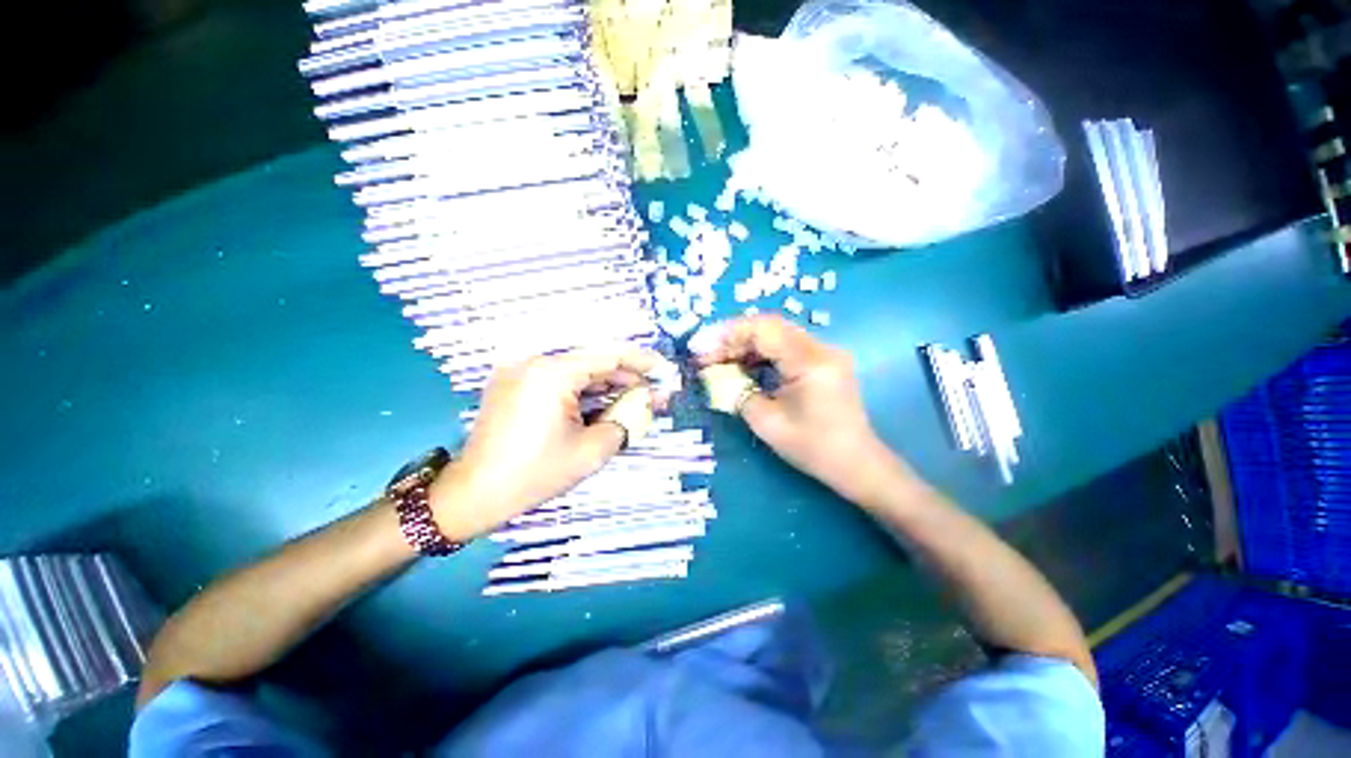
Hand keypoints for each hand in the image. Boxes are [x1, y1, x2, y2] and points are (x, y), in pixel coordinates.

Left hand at [429, 347, 673, 540]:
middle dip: (626, 377)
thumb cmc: (536, 473)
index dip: (641, 362)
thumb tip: (647, 402)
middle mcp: (534, 363)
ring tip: (635, 399)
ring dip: (606, 385)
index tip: (664, 369)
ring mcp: (521, 373)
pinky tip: (605, 402)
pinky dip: (584, 392)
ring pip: (576, 373)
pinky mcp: (515, 385)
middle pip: (592, 364)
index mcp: (552, 373)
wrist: (475, 494)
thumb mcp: (592, 450)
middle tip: (653, 392)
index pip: (607, 358)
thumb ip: (627, 419)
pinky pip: (559, 382)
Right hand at [695, 315, 889, 501]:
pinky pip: (786, 347)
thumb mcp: (767, 422)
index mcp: (810, 362)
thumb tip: (715, 374)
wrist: (856, 463)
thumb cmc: (813, 448)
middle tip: (707, 356)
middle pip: (770, 327)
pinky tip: (744, 366)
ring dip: (747, 345)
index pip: (764, 329)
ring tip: (720, 361)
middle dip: (734, 338)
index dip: (729, 334)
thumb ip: (738, 392)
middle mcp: (821, 348)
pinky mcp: (824, 361)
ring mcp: (825, 353)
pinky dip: (762, 353)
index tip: (702, 349)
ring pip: (777, 335)